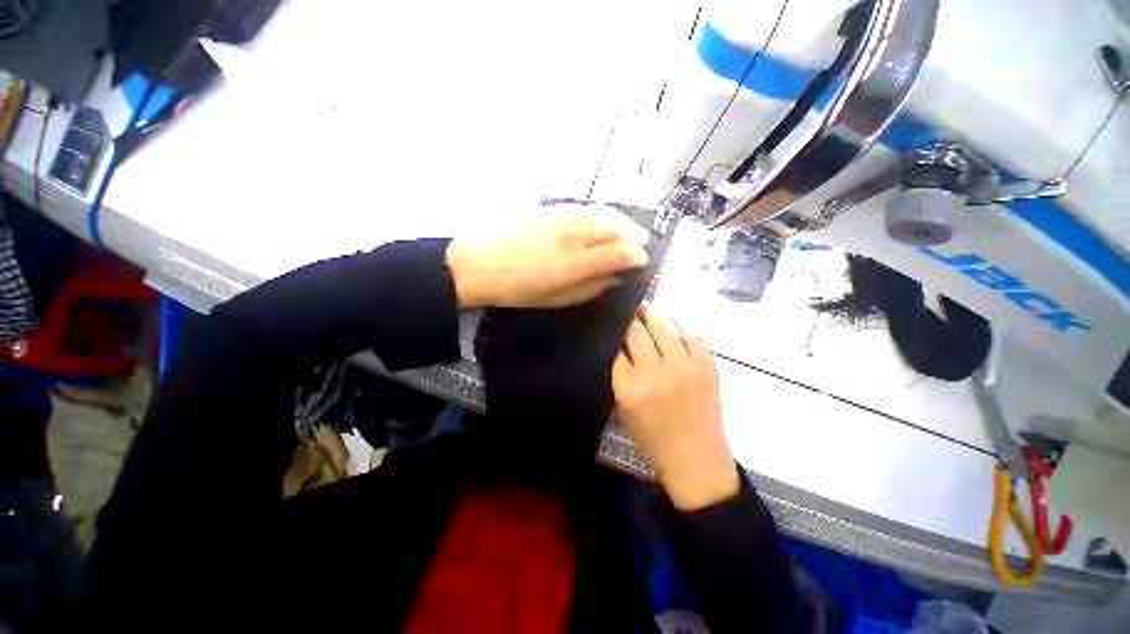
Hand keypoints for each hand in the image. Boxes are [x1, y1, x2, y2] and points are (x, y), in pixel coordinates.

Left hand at [446, 205, 649, 307]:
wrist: (477, 263)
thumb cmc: (516, 289)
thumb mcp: (555, 299)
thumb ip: (589, 288)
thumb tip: (614, 279)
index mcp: (576, 263)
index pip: (619, 253)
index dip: (636, 256)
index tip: (643, 260)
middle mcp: (574, 236)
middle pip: (614, 229)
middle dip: (634, 235)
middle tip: (642, 242)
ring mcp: (561, 219)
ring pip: (601, 214)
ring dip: (621, 220)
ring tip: (630, 227)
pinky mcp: (549, 209)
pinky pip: (582, 207)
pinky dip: (599, 212)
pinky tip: (602, 217)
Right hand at [612, 306, 738, 510]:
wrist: (695, 458)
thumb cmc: (653, 439)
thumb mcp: (624, 410)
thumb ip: (620, 376)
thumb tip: (620, 346)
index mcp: (630, 387)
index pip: (616, 348)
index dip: (613, 334)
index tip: (613, 325)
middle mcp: (655, 372)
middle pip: (636, 332)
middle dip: (630, 319)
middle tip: (628, 309)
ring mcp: (683, 366)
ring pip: (662, 327)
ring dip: (652, 313)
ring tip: (647, 306)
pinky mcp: (706, 365)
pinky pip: (692, 334)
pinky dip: (681, 323)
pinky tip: (674, 319)